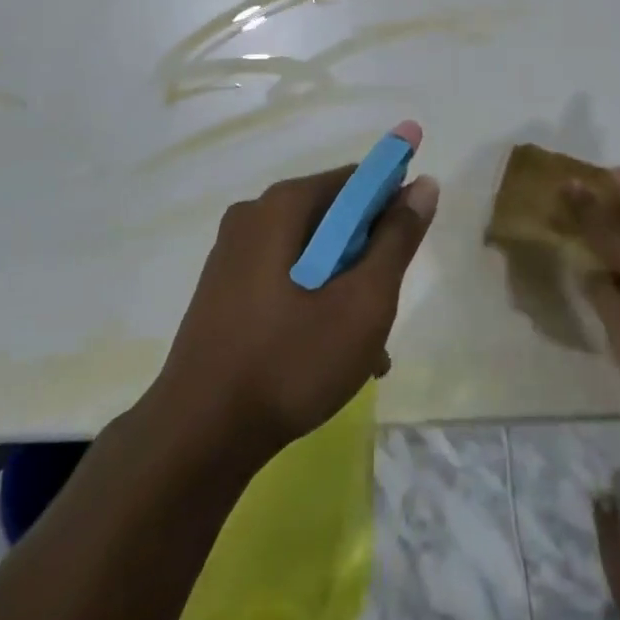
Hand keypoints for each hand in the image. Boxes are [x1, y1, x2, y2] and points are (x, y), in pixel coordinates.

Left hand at [153, 122, 438, 458]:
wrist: (196, 439)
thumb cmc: (288, 362)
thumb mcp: (362, 303)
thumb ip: (396, 240)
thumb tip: (423, 184)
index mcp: (282, 204)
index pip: (355, 179)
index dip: (392, 203)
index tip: (411, 245)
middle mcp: (253, 215)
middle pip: (333, 219)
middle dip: (368, 258)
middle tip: (386, 309)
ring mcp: (232, 254)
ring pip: (311, 255)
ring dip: (345, 289)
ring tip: (367, 351)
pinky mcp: (223, 291)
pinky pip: (284, 279)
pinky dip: (313, 303)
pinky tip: (330, 357)